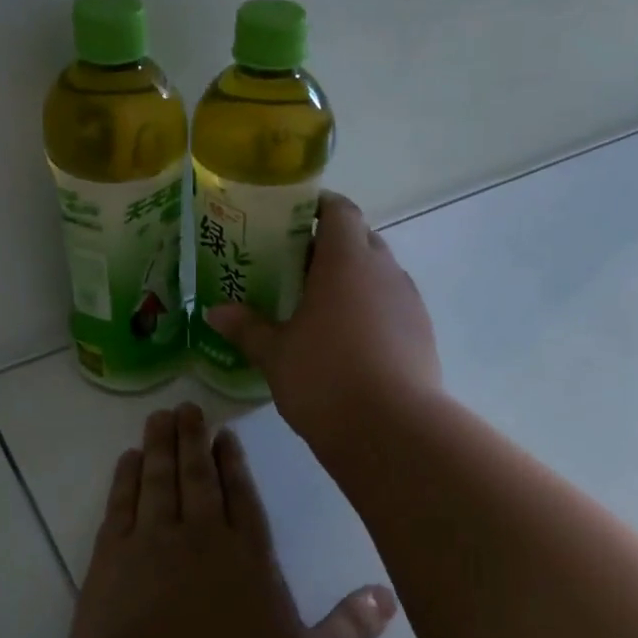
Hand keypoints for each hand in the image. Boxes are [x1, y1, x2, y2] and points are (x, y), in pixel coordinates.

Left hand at [65, 404, 396, 637]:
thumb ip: (350, 629)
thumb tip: (389, 595)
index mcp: (248, 556)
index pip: (242, 495)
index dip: (234, 461)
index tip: (225, 433)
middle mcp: (200, 537)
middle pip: (197, 476)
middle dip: (193, 439)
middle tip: (186, 408)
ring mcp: (150, 545)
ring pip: (158, 480)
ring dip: (158, 446)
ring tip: (159, 417)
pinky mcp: (109, 562)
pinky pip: (119, 506)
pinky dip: (123, 480)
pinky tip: (126, 462)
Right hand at [205, 192, 441, 448]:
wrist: (392, 430)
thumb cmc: (325, 378)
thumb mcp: (275, 354)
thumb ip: (247, 328)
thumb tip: (214, 312)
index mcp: (346, 260)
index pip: (339, 210)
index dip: (317, 207)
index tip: (291, 220)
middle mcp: (383, 270)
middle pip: (360, 239)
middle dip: (330, 246)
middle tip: (295, 268)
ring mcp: (408, 301)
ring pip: (379, 273)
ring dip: (353, 279)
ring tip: (320, 306)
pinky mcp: (423, 333)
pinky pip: (393, 305)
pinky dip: (371, 309)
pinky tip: (349, 340)